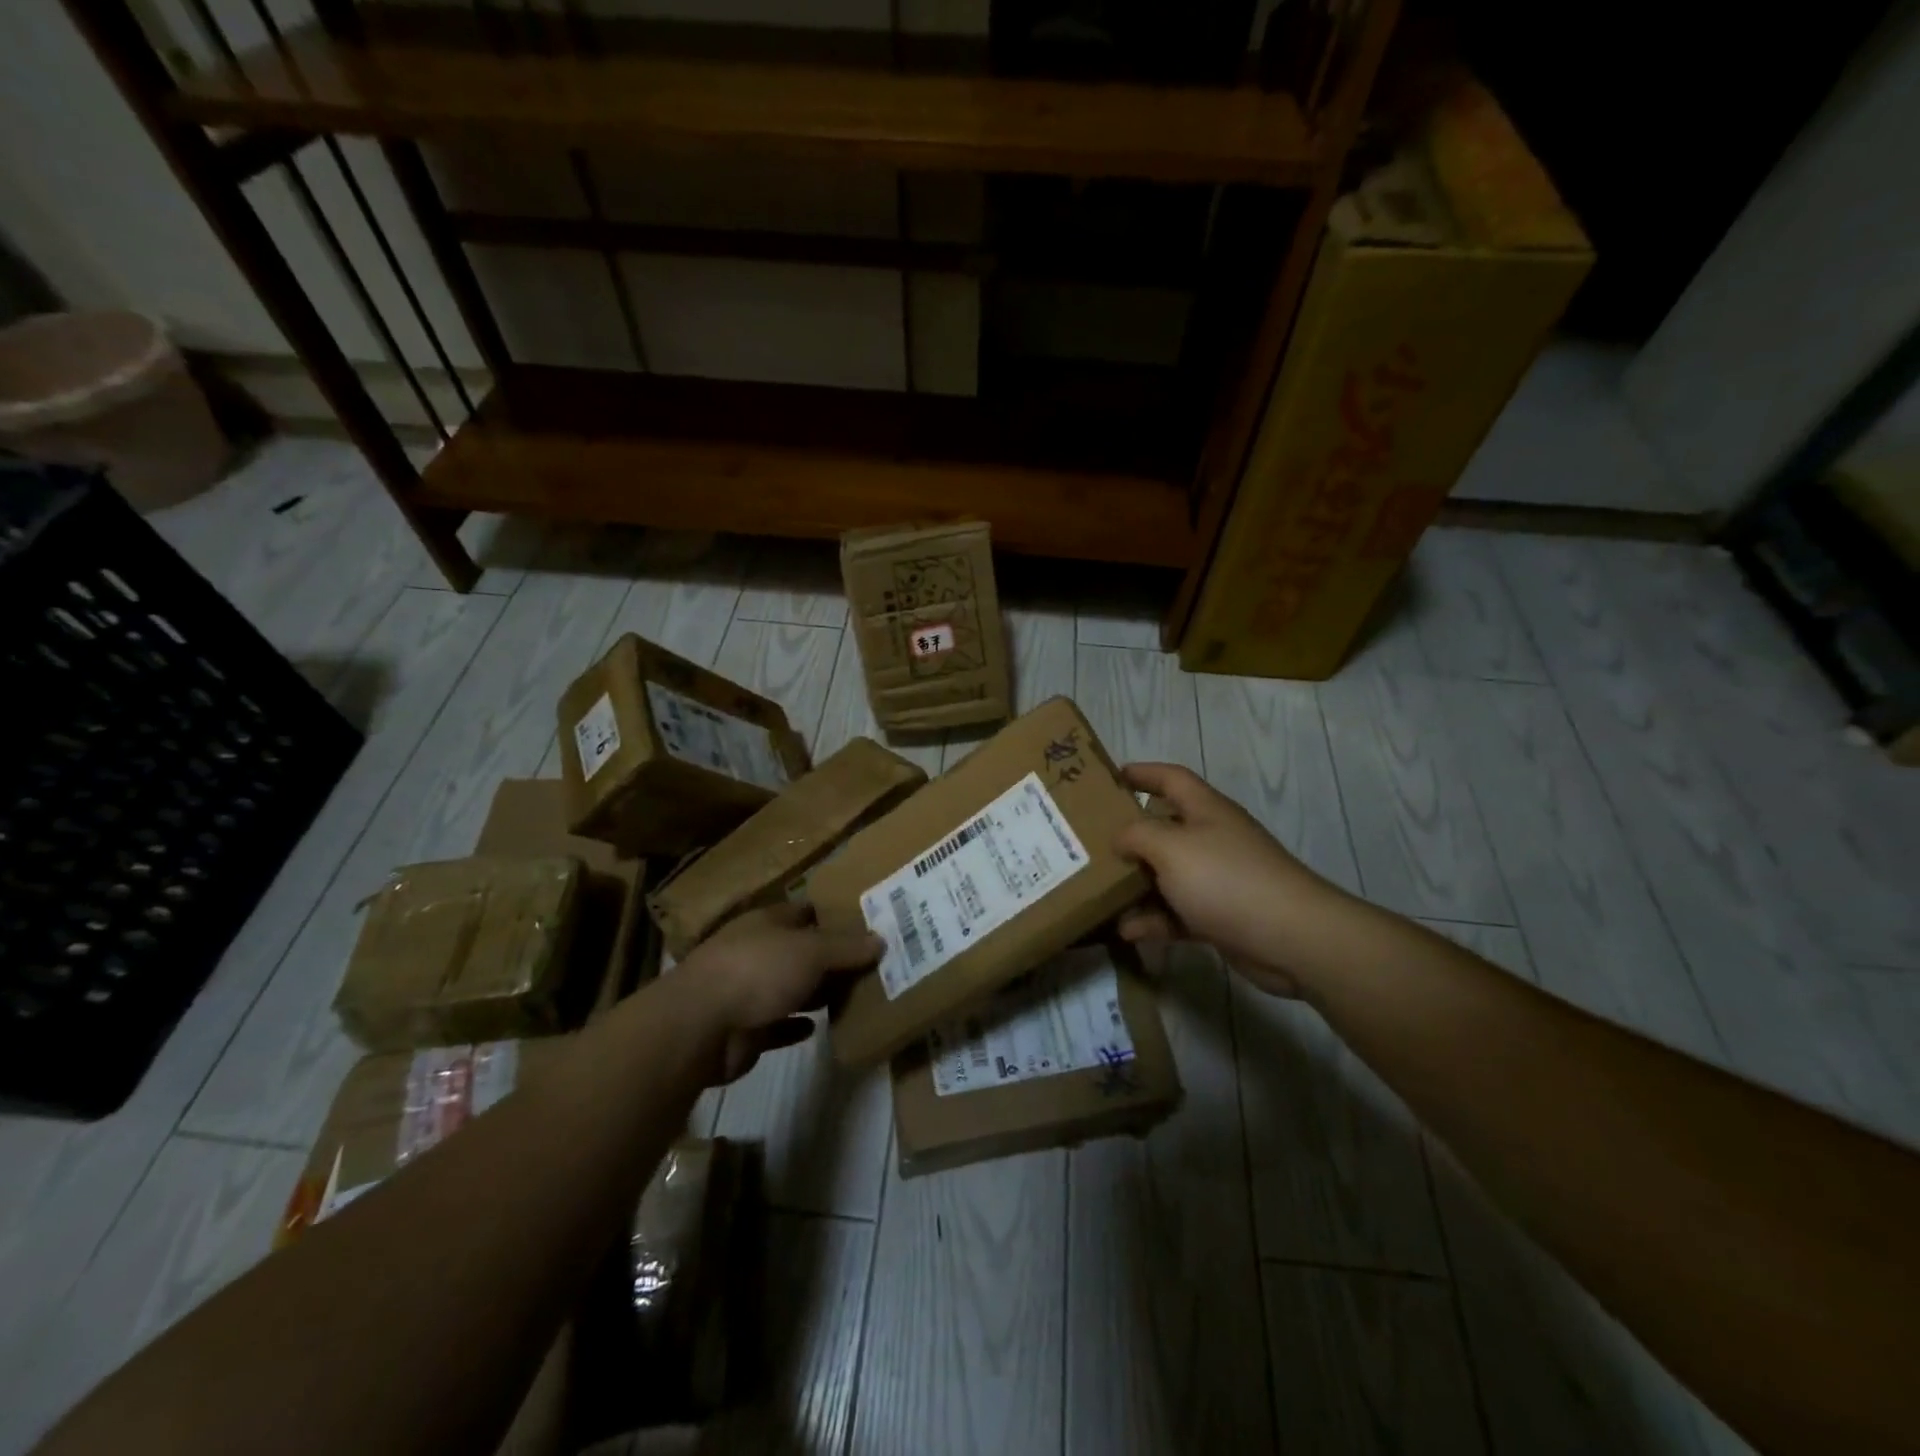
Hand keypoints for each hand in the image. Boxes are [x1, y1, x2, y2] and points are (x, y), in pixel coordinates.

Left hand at [671, 904, 882, 1083]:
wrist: (700, 1027)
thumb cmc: (758, 970)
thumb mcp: (811, 951)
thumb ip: (846, 947)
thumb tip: (881, 940)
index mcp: (768, 923)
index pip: (806, 911)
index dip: (834, 915)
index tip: (868, 923)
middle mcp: (758, 952)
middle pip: (801, 952)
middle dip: (832, 959)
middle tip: (874, 966)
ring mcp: (748, 992)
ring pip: (792, 989)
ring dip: (817, 994)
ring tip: (857, 997)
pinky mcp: (746, 1030)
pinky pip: (779, 1026)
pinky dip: (797, 1027)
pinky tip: (820, 1029)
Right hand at [1114, 763, 1339, 997]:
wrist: (1291, 937)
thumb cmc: (1225, 879)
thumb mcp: (1170, 847)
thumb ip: (1136, 835)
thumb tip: (1120, 839)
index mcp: (1205, 810)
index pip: (1171, 778)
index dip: (1142, 772)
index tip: (1109, 778)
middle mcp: (1212, 838)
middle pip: (1165, 828)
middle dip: (1130, 835)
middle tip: (1093, 843)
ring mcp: (1218, 879)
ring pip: (1168, 874)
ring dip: (1137, 884)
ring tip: (1100, 892)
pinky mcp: (1220, 915)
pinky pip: (1177, 913)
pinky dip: (1154, 920)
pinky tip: (1126, 930)